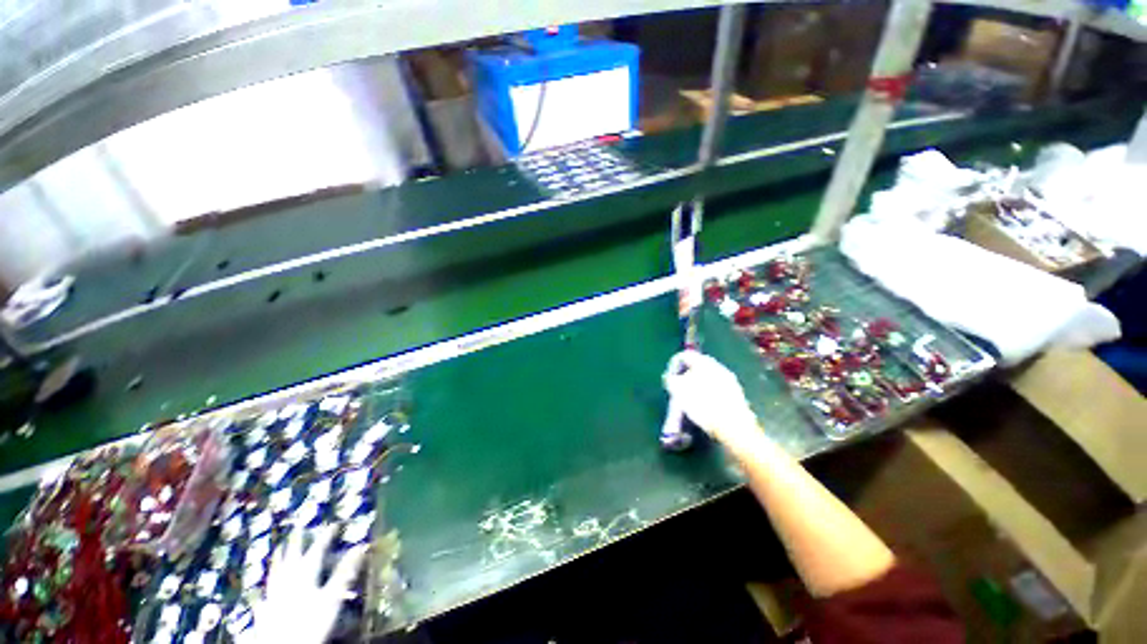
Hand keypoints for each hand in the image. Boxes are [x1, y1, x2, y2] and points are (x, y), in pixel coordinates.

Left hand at [238, 526, 365, 643]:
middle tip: (299, 527)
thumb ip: (345, 572)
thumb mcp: (332, 597)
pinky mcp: (264, 610)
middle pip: (292, 555)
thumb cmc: (311, 622)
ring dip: (279, 557)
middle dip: (297, 541)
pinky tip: (260, 589)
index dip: (326, 535)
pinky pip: (263, 592)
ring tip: (279, 548)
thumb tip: (362, 546)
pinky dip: (265, 585)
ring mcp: (273, 593)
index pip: (317, 549)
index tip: (335, 524)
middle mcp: (287, 578)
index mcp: (305, 572)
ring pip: (276, 570)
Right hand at [663, 350, 761, 450]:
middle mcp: (718, 366)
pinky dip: (708, 394)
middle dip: (686, 376)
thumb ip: (671, 380)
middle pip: (697, 366)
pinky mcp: (736, 394)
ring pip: (707, 377)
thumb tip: (670, 377)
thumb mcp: (678, 391)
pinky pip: (717, 388)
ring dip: (697, 385)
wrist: (732, 425)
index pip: (684, 356)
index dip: (673, 365)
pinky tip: (704, 407)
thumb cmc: (701, 404)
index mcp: (703, 361)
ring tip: (690, 400)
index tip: (669, 379)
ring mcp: (729, 379)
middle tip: (678, 389)